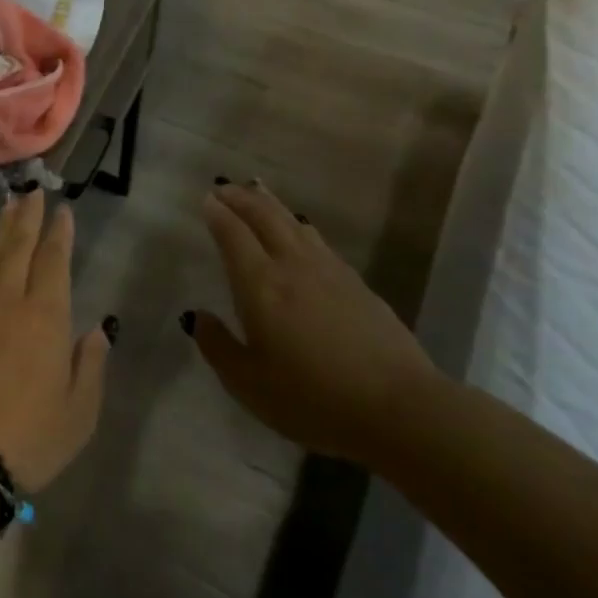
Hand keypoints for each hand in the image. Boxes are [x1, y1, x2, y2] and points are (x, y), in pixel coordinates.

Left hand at [0, 191, 109, 491]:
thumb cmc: (27, 437)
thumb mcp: (79, 413)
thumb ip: (90, 366)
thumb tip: (95, 331)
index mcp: (45, 316)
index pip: (53, 260)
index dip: (59, 233)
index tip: (62, 209)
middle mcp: (8, 301)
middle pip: (18, 247)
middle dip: (27, 217)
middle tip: (32, 191)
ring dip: (3, 231)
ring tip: (9, 208)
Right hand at [188, 182, 439, 463]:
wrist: (400, 409)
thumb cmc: (314, 399)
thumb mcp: (250, 385)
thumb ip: (218, 347)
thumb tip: (197, 317)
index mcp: (261, 285)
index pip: (233, 235)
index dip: (218, 214)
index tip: (206, 199)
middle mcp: (292, 266)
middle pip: (264, 217)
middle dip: (241, 198)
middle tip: (225, 188)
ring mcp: (329, 271)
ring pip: (293, 223)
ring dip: (271, 204)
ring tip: (257, 192)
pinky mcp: (357, 284)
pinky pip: (317, 240)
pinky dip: (300, 226)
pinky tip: (302, 230)